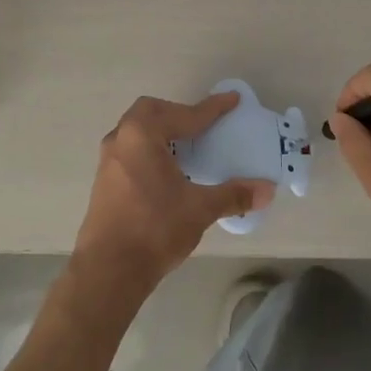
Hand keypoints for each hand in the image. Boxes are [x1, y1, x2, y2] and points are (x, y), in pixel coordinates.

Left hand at [68, 92, 274, 308]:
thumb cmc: (154, 228)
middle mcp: (121, 139)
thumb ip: (233, 195)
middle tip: (201, 126)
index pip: (184, 115)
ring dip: (161, 132)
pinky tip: (166, 172)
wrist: (108, 270)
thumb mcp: (199, 209)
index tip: (232, 100)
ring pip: (136, 132)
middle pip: (151, 112)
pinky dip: (150, 150)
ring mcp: (108, 160)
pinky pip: (130, 151)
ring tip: (185, 147)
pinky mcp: (104, 181)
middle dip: (177, 114)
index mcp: (142, 134)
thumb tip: (267, 190)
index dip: (211, 109)